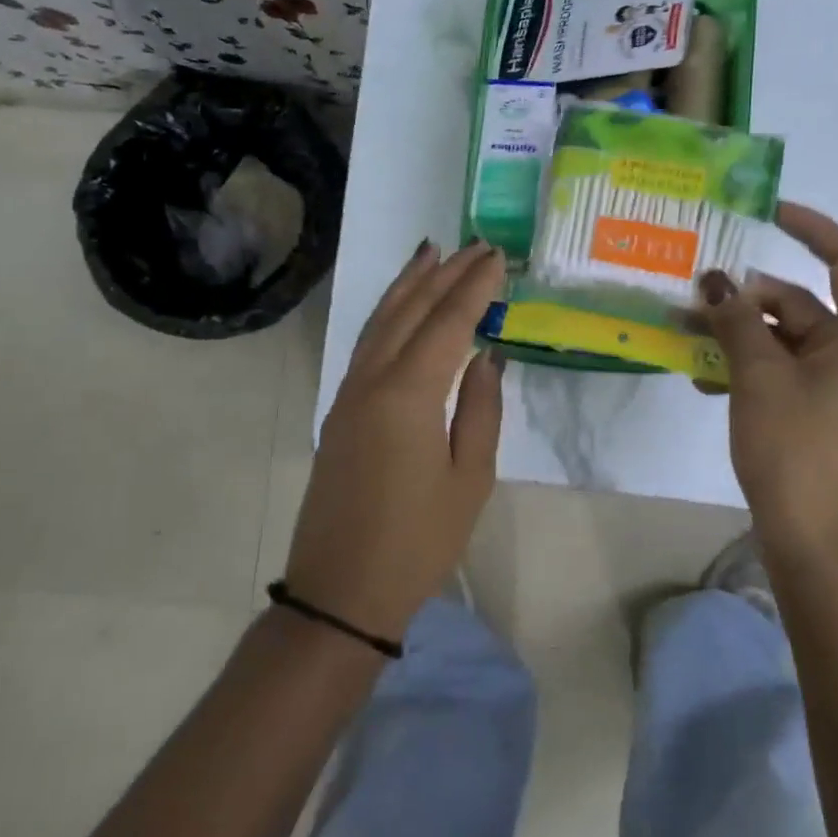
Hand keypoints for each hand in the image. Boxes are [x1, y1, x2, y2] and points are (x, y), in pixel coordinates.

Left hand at [285, 240, 506, 643]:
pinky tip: (401, 307)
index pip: (448, 322)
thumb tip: (487, 356)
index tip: (498, 257)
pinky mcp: (339, 409)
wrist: (341, 591)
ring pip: (381, 320)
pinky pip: (367, 343)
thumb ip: (481, 408)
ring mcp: (349, 392)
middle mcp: (373, 380)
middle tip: (474, 245)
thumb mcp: (469, 478)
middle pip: (411, 310)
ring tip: (432, 254)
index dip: (475, 287)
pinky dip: (388, 314)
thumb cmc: (418, 541)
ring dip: (408, 284)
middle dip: (444, 274)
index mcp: (409, 394)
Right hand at [699, 202, 837, 569]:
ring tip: (684, 337)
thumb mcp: (758, 377)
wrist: (815, 542)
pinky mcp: (816, 409)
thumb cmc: (797, 450)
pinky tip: (701, 377)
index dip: (810, 228)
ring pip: (781, 339)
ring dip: (735, 335)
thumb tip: (715, 282)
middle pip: (799, 304)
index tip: (767, 211)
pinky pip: (778, 370)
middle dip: (743, 300)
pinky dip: (744, 367)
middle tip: (691, 298)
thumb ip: (736, 322)